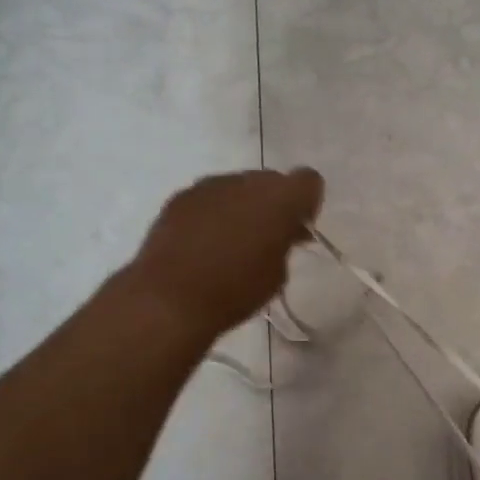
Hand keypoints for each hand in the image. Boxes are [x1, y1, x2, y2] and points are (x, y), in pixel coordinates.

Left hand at [123, 168, 323, 343]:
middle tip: (269, 237)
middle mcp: (246, 182)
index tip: (299, 229)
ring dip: (243, 207)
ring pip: (239, 187)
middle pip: (272, 181)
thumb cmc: (236, 291)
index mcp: (279, 198)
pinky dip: (215, 214)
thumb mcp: (278, 274)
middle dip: (275, 204)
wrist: (169, 298)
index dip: (308, 203)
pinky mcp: (180, 197)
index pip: (309, 181)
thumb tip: (281, 232)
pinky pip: (210, 198)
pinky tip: (205, 243)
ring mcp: (209, 186)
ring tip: (234, 242)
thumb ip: (285, 242)